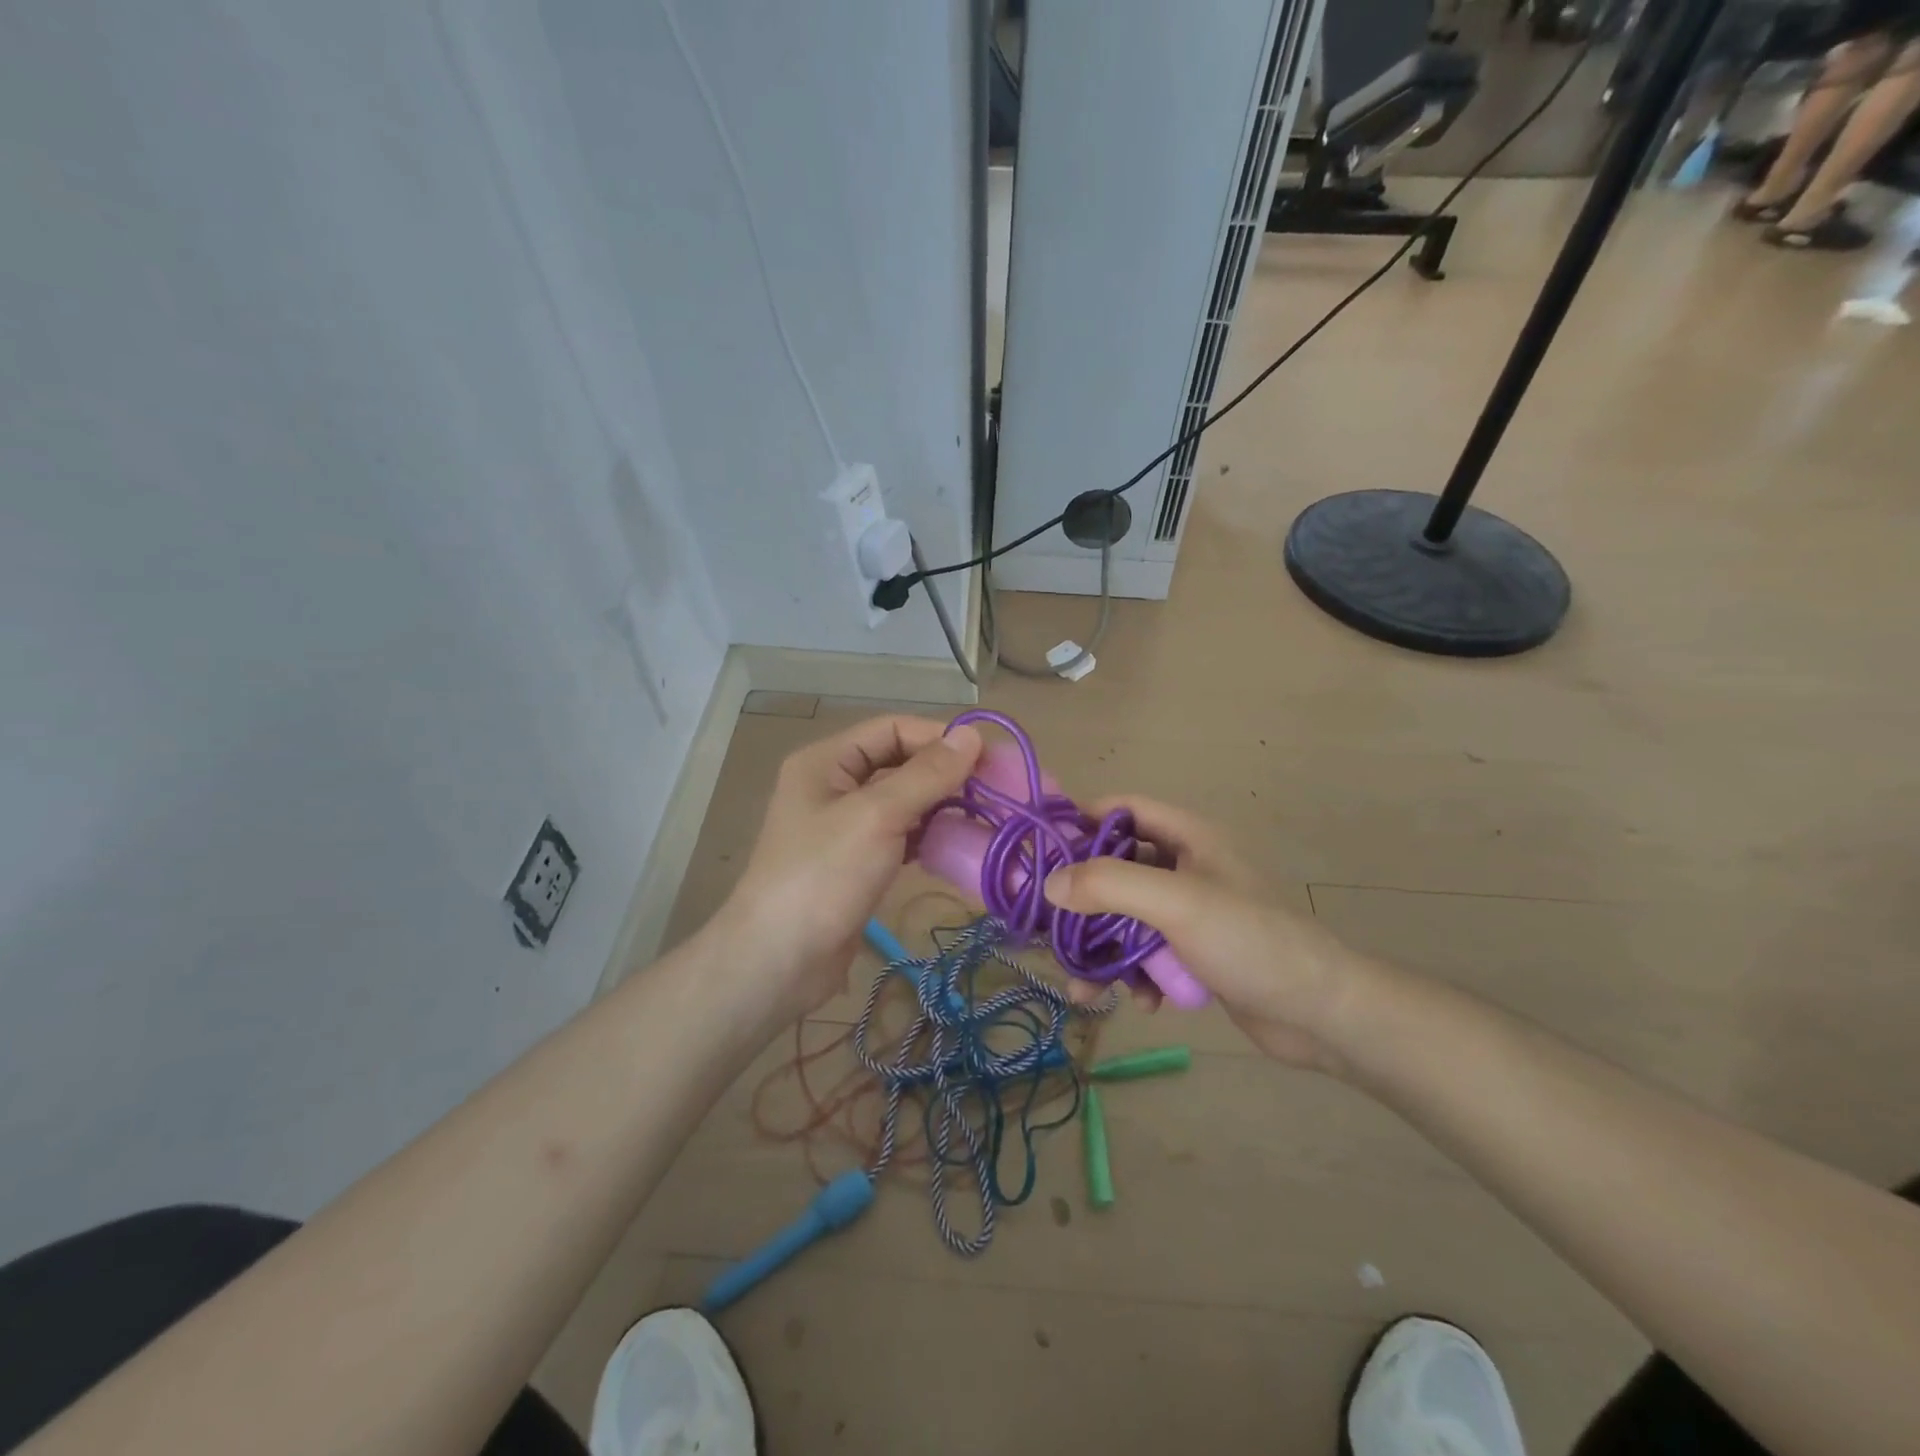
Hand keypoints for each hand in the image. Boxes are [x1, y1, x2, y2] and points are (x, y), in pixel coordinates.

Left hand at [715, 715, 983, 1022]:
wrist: (778, 961)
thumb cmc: (823, 875)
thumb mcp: (877, 816)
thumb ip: (926, 775)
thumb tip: (972, 736)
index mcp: (827, 761)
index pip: (892, 729)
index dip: (939, 737)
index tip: (988, 758)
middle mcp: (833, 786)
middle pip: (900, 764)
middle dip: (946, 774)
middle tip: (997, 790)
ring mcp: (844, 827)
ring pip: (904, 803)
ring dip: (942, 807)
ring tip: (987, 818)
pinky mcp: (856, 863)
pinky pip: (900, 837)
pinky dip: (929, 837)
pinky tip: (958, 846)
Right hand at [1042, 798, 1378, 1073]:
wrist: (1321, 1014)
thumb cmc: (1249, 940)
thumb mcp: (1176, 904)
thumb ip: (1109, 886)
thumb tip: (1050, 884)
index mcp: (1186, 836)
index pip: (1120, 809)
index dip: (1080, 824)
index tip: (1040, 854)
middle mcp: (1184, 866)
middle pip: (1114, 869)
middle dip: (1083, 904)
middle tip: (1053, 934)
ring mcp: (1189, 911)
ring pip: (1125, 917)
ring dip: (1105, 950)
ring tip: (1087, 989)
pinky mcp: (1194, 951)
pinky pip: (1147, 952)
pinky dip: (1136, 974)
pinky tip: (1143, 1002)